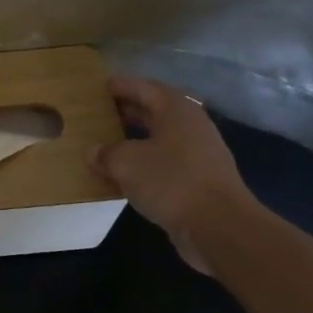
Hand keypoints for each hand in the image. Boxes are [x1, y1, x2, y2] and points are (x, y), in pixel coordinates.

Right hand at [88, 76, 259, 274]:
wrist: (219, 226)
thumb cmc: (171, 181)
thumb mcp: (126, 163)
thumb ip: (106, 153)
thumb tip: (93, 151)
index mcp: (176, 110)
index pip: (145, 88)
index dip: (122, 86)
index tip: (100, 86)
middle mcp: (191, 126)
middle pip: (156, 111)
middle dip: (129, 110)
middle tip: (101, 112)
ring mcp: (200, 154)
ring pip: (162, 138)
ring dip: (137, 138)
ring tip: (109, 142)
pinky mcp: (201, 180)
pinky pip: (167, 162)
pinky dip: (146, 163)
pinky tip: (128, 174)